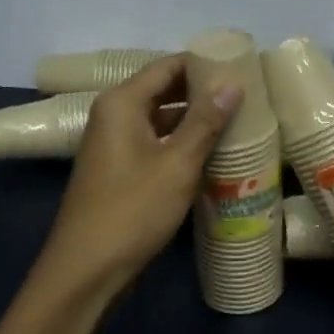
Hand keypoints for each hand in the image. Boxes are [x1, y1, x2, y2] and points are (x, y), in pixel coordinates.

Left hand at [34, 55, 242, 302]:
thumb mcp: (177, 164)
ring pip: (161, 118)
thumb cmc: (133, 210)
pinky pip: (156, 142)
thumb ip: (205, 122)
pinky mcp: (120, 169)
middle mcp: (114, 115)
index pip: (168, 66)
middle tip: (246, 96)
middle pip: (164, 89)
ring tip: (237, 122)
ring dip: (194, 120)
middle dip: (202, 92)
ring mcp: (115, 143)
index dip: (204, 64)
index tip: (242, 69)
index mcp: (122, 103)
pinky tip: (211, 153)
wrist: (87, 269)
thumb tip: (232, 84)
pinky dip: (181, 143)